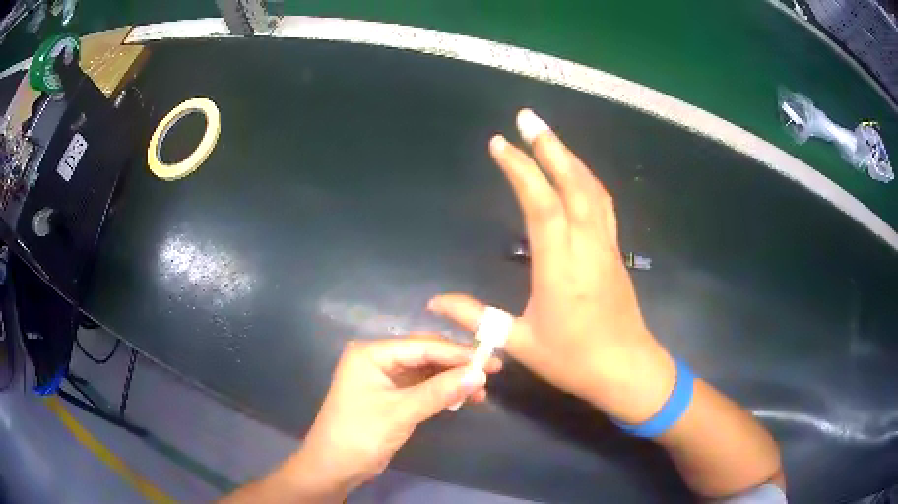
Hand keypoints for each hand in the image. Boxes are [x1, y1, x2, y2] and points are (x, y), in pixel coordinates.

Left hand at [291, 337, 501, 497]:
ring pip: (425, 371)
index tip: (490, 361)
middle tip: (491, 371)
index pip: (421, 346)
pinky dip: (441, 392)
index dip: (457, 353)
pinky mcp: (390, 396)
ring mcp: (384, 378)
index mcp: (371, 353)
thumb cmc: (360, 434)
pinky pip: (421, 387)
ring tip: (481, 388)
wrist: (334, 467)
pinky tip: (463, 397)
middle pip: (424, 355)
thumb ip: (440, 392)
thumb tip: (479, 375)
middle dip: (456, 364)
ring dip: (451, 379)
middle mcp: (377, 359)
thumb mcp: (401, 412)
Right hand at [428, 110, 675, 423]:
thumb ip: (477, 319)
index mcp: (560, 269)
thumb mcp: (520, 344)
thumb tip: (434, 302)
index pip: (542, 206)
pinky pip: (602, 205)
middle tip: (527, 117)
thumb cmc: (574, 360)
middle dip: (549, 147)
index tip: (500, 145)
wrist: (627, 369)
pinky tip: (576, 172)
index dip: (521, 171)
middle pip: (572, 185)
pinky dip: (587, 179)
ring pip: (591, 191)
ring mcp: (605, 247)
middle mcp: (586, 248)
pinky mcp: (615, 251)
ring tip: (548, 136)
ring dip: (570, 158)